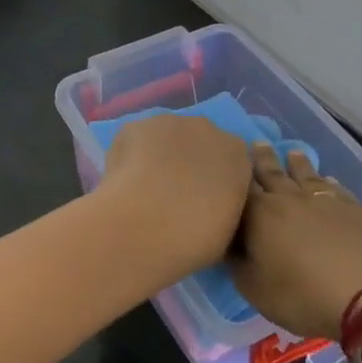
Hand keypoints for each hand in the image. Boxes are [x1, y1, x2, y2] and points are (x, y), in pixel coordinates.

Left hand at [96, 115, 252, 279]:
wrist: (147, 226)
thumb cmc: (196, 239)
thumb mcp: (227, 230)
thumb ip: (224, 205)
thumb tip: (210, 204)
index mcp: (237, 155)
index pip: (229, 160)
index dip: (213, 179)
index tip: (201, 200)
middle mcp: (207, 129)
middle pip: (198, 141)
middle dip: (187, 161)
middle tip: (171, 193)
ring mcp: (169, 123)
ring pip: (165, 137)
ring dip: (158, 155)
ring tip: (143, 188)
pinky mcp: (134, 125)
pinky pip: (135, 139)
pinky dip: (130, 156)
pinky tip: (124, 180)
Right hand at [233, 142, 361, 342]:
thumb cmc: (302, 294)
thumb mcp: (255, 289)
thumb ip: (238, 265)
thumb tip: (231, 246)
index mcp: (259, 214)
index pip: (241, 188)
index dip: (234, 175)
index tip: (228, 161)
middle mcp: (288, 199)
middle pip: (272, 173)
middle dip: (262, 159)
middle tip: (257, 142)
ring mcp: (323, 201)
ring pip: (305, 175)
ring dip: (296, 163)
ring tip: (292, 152)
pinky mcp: (353, 209)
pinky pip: (335, 188)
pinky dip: (327, 181)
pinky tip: (327, 178)